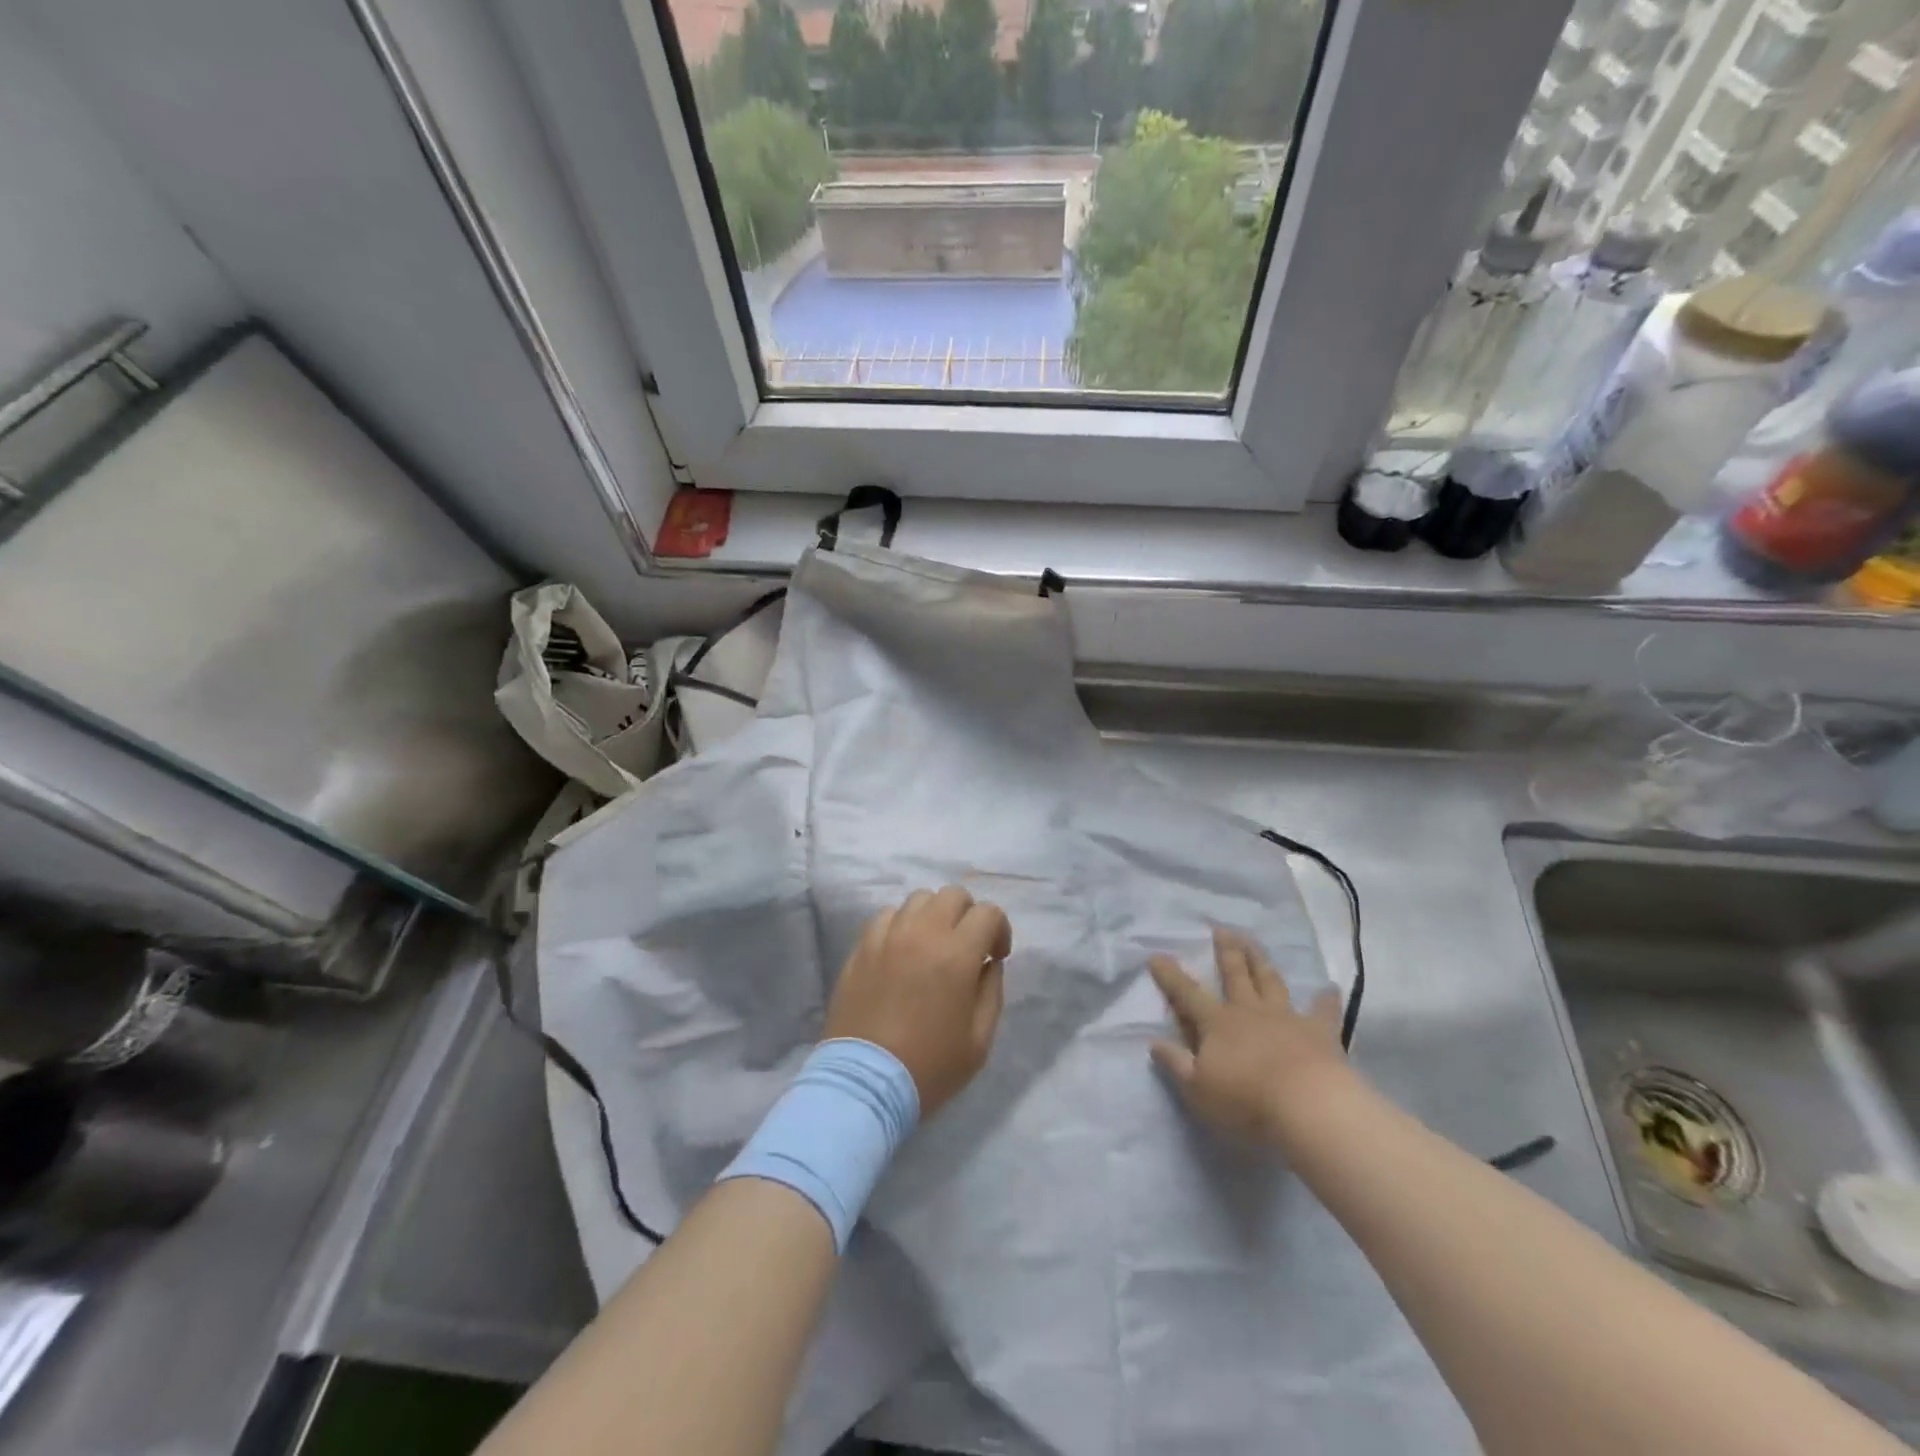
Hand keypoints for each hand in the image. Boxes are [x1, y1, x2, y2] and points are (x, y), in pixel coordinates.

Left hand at [825, 887, 1012, 1116]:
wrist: (865, 1083)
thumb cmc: (929, 1066)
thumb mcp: (980, 1041)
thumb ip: (992, 992)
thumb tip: (989, 964)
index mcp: (956, 954)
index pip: (988, 913)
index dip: (1000, 930)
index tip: (995, 957)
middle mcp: (922, 934)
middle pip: (953, 895)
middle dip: (968, 915)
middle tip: (967, 947)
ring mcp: (888, 937)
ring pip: (919, 900)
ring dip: (934, 916)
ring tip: (932, 946)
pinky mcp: (862, 947)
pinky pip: (887, 916)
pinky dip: (902, 925)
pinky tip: (902, 952)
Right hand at [1149, 927, 1350, 1143]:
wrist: (1308, 1105)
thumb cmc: (1246, 1100)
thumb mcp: (1198, 1089)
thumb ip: (1176, 1064)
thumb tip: (1153, 1042)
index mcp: (1217, 1024)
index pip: (1187, 994)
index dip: (1171, 976)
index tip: (1157, 956)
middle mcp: (1249, 1012)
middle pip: (1235, 976)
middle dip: (1226, 953)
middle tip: (1222, 930)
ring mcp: (1286, 1018)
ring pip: (1270, 982)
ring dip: (1260, 962)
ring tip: (1253, 942)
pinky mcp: (1319, 1032)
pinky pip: (1322, 1011)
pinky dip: (1325, 999)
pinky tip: (1328, 988)